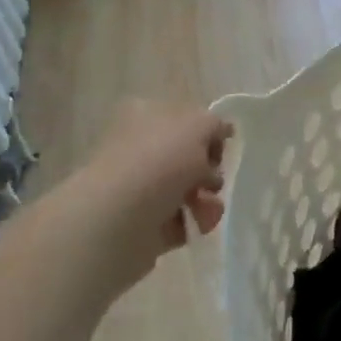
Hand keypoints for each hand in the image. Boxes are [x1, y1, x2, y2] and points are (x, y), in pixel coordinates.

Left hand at [52, 97, 229, 295]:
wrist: (119, 219)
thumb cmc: (160, 161)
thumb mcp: (199, 125)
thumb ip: (215, 124)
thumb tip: (222, 131)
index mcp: (144, 115)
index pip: (183, 118)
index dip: (207, 133)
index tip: (221, 148)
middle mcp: (136, 148)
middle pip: (186, 158)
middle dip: (209, 172)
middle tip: (213, 181)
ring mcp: (136, 188)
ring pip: (185, 190)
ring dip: (206, 200)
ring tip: (208, 210)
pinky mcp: (140, 223)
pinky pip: (179, 220)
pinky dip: (194, 222)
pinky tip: (198, 224)